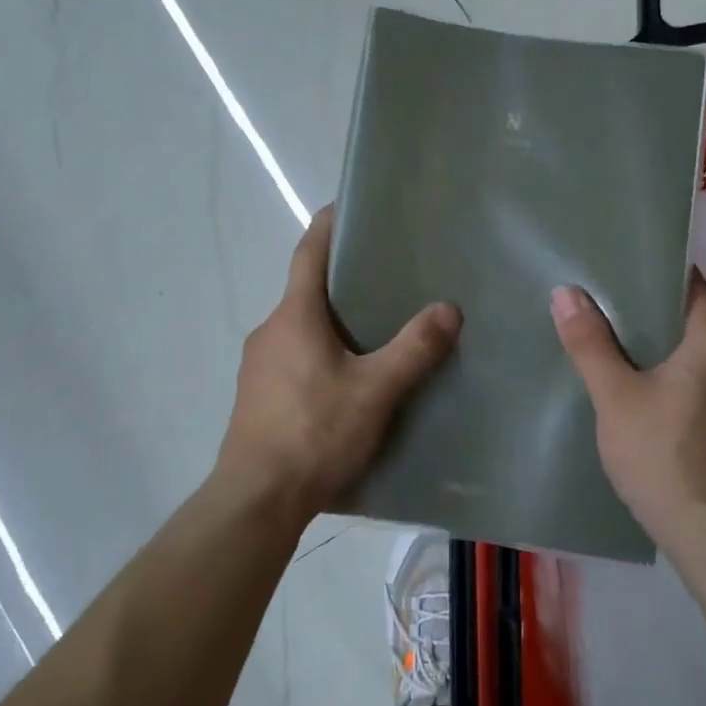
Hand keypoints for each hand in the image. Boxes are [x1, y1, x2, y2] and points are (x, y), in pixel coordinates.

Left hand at [216, 205, 459, 524]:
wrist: (256, 500)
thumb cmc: (314, 433)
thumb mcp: (374, 391)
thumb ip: (413, 350)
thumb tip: (448, 309)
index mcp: (293, 316)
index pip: (308, 252)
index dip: (328, 225)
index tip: (348, 205)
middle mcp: (270, 331)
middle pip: (306, 290)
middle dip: (341, 278)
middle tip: (387, 274)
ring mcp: (259, 366)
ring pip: (301, 327)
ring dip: (333, 320)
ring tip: (377, 327)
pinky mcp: (258, 396)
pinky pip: (294, 357)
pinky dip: (321, 351)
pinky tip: (348, 378)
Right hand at [550, 273, 705, 548]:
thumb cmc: (662, 454)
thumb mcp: (615, 396)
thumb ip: (591, 344)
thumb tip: (566, 292)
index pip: (697, 290)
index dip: (667, 273)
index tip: (632, 266)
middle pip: (698, 325)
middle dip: (658, 314)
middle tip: (611, 306)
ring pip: (700, 360)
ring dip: (667, 351)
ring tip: (622, 347)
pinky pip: (704, 389)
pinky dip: (678, 381)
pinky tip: (646, 395)